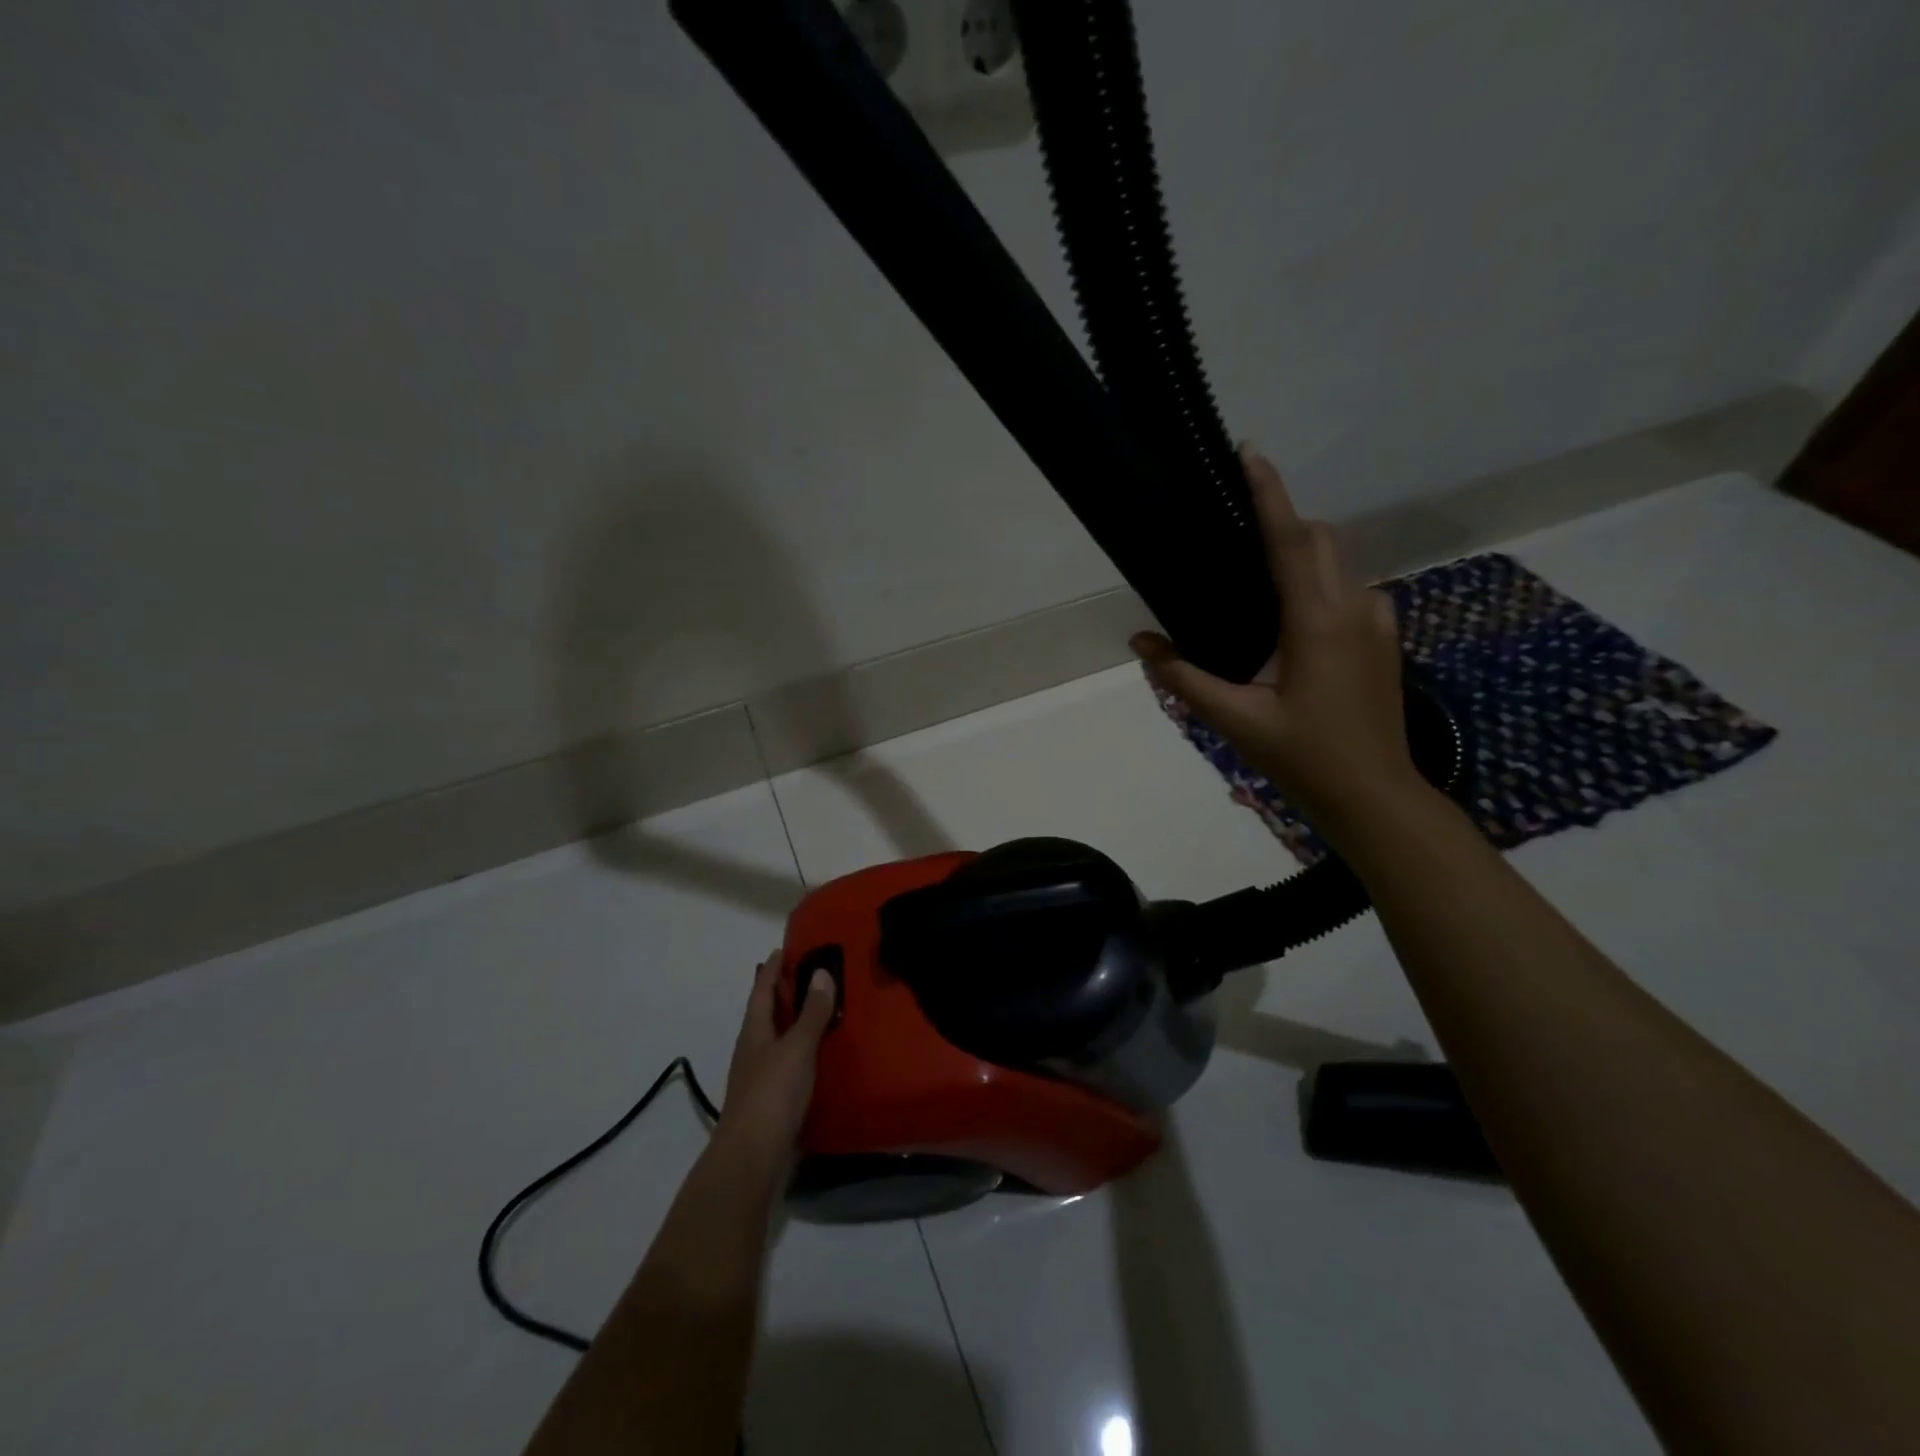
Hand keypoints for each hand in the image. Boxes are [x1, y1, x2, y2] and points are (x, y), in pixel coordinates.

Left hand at [714, 951, 835, 1173]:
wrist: (751, 1158)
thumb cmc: (772, 1094)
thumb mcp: (797, 1047)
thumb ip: (811, 1013)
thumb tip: (821, 972)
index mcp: (754, 1031)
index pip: (761, 990)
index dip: (772, 969)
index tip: (782, 949)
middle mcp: (752, 1050)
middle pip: (765, 1013)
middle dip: (781, 993)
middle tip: (804, 973)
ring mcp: (758, 1077)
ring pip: (774, 1039)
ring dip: (791, 1022)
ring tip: (816, 1010)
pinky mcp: (769, 1102)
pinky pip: (785, 1063)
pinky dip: (799, 1051)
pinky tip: (816, 1056)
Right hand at [1131, 445, 1418, 832]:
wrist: (1375, 795)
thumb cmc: (1304, 757)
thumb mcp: (1236, 720)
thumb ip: (1184, 678)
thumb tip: (1140, 643)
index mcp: (1317, 620)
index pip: (1289, 539)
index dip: (1269, 493)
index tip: (1249, 452)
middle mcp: (1354, 606)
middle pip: (1318, 538)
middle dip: (1281, 520)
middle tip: (1235, 533)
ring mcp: (1379, 620)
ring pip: (1338, 560)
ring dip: (1301, 552)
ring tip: (1258, 579)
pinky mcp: (1387, 636)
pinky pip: (1350, 587)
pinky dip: (1320, 581)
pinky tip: (1293, 620)